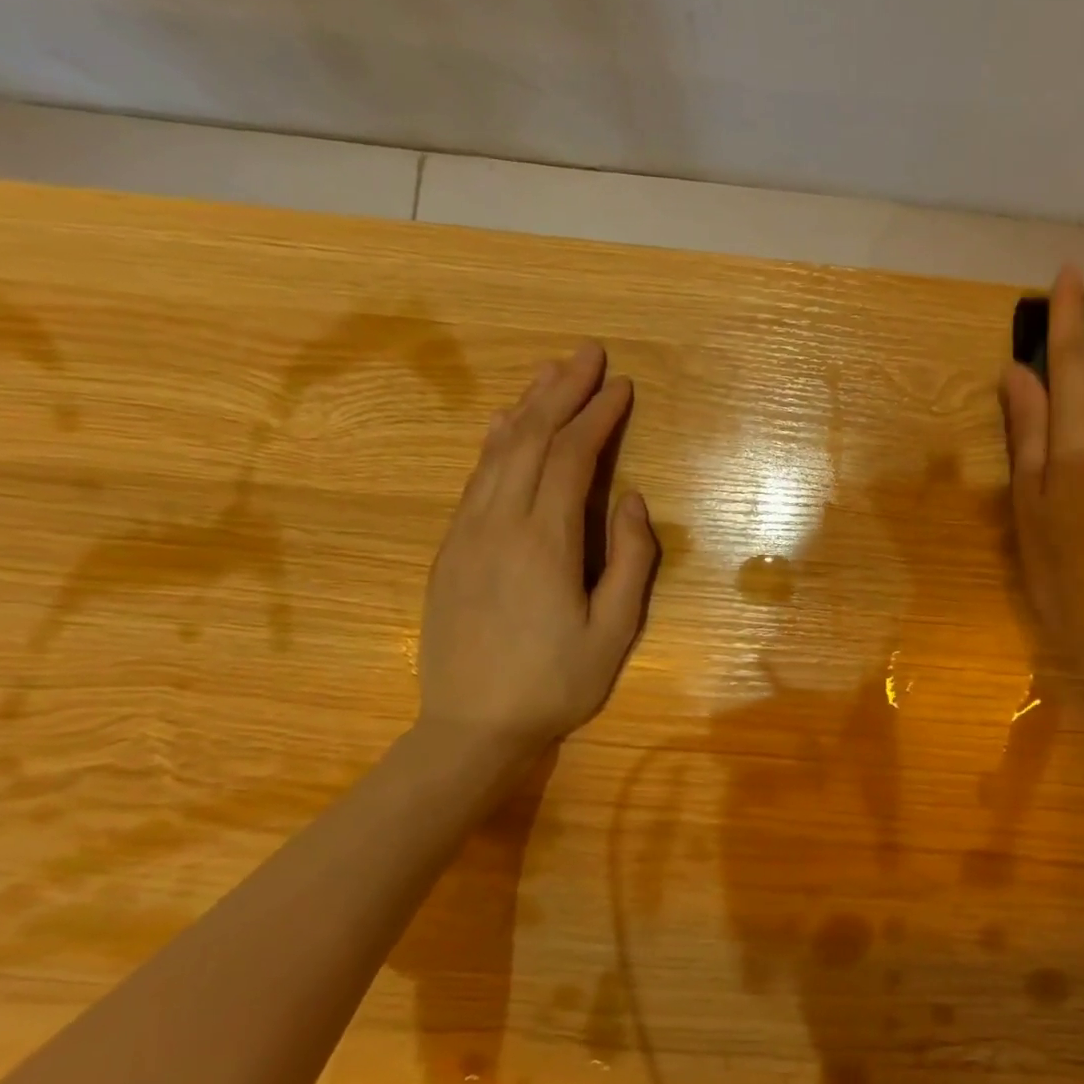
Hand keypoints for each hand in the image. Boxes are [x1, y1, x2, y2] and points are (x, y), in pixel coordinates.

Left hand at [416, 342, 655, 761]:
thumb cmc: (555, 684)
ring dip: (527, 407)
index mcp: (544, 542)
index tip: (621, 385)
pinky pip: (476, 478)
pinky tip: (506, 425)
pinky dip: (497, 442)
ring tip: (551, 373)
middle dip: (562, 392)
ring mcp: (466, 533)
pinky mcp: (450, 549)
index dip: (598, 416)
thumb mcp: (614, 632)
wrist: (470, 729)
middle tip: (587, 354)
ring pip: (498, 452)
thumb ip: (631, 561)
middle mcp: (499, 523)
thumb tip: (634, 500)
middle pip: (530, 439)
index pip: (572, 458)